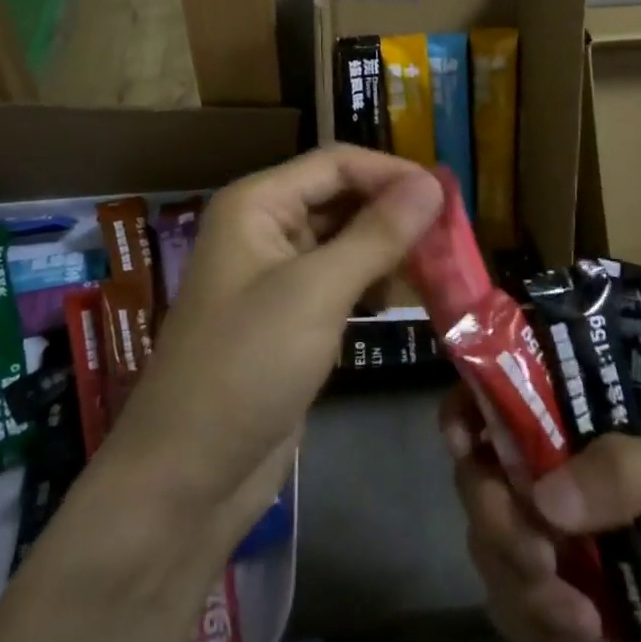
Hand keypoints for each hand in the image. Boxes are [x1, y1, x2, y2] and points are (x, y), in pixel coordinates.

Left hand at [105, 146, 442, 546]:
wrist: (187, 478)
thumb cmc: (246, 366)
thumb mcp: (316, 293)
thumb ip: (377, 234)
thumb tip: (432, 183)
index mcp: (257, 205)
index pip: (335, 163)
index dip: (392, 172)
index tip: (449, 196)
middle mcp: (264, 229)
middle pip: (342, 198)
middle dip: (395, 212)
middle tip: (453, 235)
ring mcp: (276, 276)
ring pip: (345, 241)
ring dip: (390, 249)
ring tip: (442, 267)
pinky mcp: (290, 318)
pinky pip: (340, 282)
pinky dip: (374, 284)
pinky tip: (407, 300)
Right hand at [445, 395, 640, 641]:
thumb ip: (627, 472)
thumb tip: (543, 497)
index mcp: (591, 423)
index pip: (514, 391)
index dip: (474, 404)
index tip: (462, 440)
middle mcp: (564, 470)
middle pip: (486, 472)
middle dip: (497, 517)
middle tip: (539, 559)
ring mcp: (563, 536)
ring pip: (492, 541)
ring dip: (517, 583)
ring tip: (576, 620)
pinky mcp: (567, 598)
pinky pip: (514, 604)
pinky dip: (533, 624)